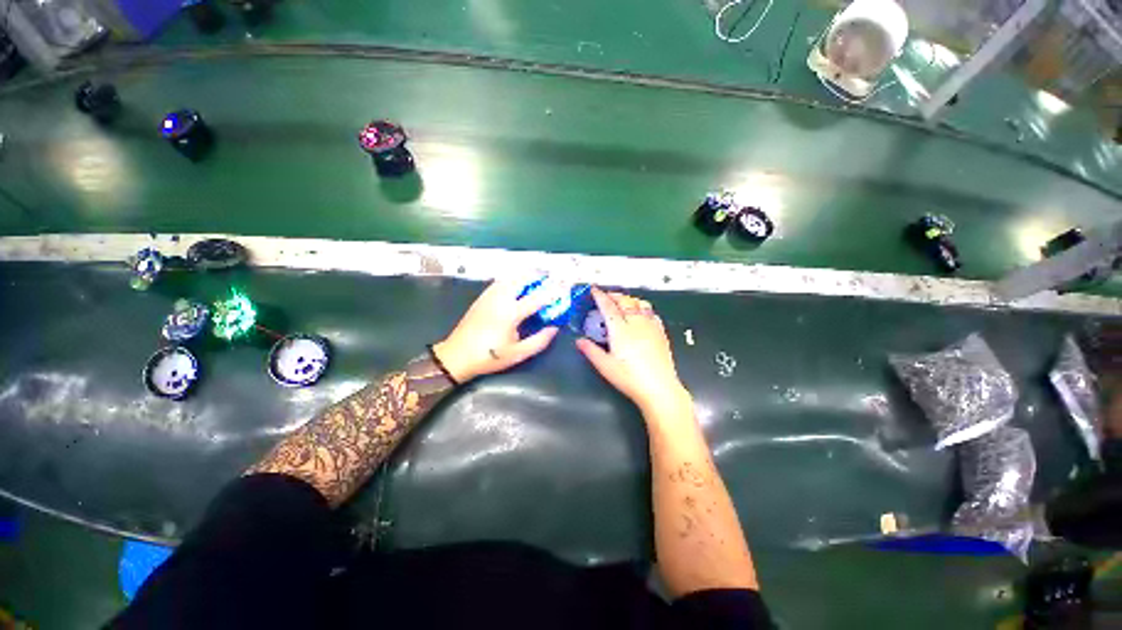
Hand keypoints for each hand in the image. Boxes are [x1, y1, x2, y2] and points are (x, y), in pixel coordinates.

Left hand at [433, 280, 559, 382]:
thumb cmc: (489, 357)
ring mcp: (489, 295)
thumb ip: (539, 340)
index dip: (554, 291)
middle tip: (551, 279)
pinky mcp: (482, 297)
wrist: (456, 355)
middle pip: (522, 278)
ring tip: (537, 280)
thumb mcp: (518, 354)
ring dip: (525, 275)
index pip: (537, 297)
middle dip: (539, 275)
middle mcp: (500, 298)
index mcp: (510, 313)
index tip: (565, 286)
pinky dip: (513, 279)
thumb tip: (554, 328)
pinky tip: (518, 286)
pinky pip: (501, 281)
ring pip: (510, 276)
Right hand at [576, 288, 691, 416]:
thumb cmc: (630, 378)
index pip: (608, 307)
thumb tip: (579, 341)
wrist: (660, 389)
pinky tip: (641, 314)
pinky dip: (643, 308)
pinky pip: (652, 312)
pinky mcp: (661, 332)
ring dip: (629, 299)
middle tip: (605, 295)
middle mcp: (636, 323)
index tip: (593, 289)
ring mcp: (651, 326)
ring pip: (640, 303)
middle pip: (625, 301)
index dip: (600, 296)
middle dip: (614, 295)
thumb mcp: (606, 367)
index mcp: (620, 330)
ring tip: (622, 302)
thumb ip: (591, 351)